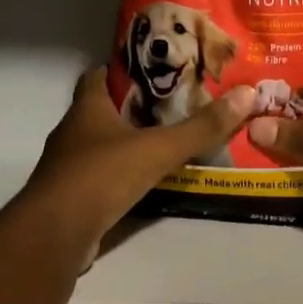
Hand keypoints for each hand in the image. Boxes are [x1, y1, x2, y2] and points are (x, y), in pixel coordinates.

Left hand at [20, 68, 255, 246]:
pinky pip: (102, 178)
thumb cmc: (101, 177)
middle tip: (176, 105)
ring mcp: (69, 167)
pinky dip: (123, 177)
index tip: (156, 69)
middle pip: (104, 111)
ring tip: (169, 142)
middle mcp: (73, 132)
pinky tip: (149, 182)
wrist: (55, 235)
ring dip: (130, 144)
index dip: (122, 69)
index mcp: (86, 109)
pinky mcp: (72, 198)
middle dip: (135, 108)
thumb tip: (247, 94)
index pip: (98, 75)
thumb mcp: (157, 148)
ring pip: (103, 146)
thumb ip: (201, 127)